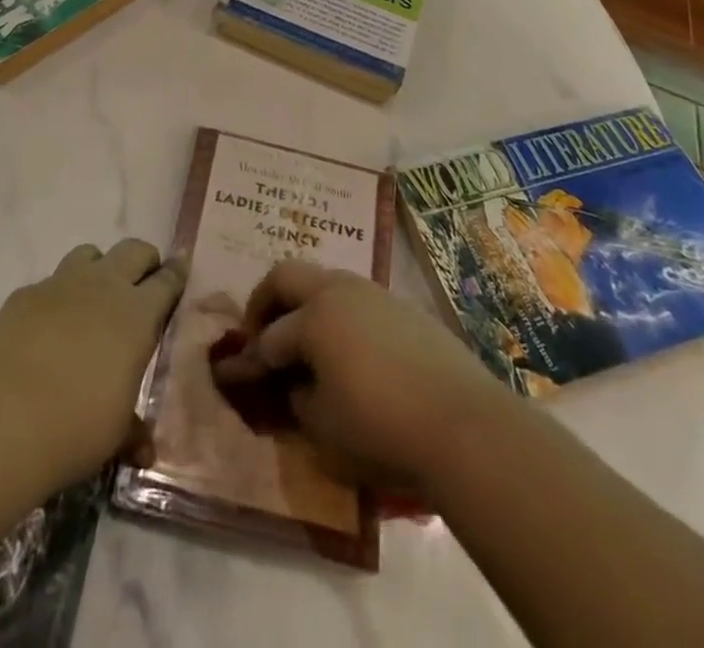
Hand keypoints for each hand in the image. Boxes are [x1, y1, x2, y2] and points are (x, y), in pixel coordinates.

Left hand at [0, 240, 186, 486]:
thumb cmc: (74, 427)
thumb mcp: (114, 433)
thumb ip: (133, 430)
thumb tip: (145, 449)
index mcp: (138, 314)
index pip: (168, 280)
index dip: (176, 275)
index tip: (179, 273)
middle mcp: (104, 286)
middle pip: (133, 250)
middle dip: (142, 262)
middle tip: (142, 285)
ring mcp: (61, 284)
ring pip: (90, 254)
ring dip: (98, 269)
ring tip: (93, 300)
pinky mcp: (24, 294)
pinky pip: (50, 282)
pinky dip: (57, 296)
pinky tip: (47, 329)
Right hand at [210, 260, 503, 490]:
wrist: (465, 425)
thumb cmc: (382, 428)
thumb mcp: (323, 428)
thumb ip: (297, 398)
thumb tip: (295, 383)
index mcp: (313, 316)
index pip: (270, 337)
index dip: (250, 360)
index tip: (237, 375)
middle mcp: (340, 291)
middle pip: (288, 275)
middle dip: (266, 301)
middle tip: (261, 334)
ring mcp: (375, 294)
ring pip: (326, 281)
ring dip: (307, 304)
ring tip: (307, 343)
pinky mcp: (404, 308)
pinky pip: (359, 300)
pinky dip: (341, 316)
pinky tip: (352, 352)